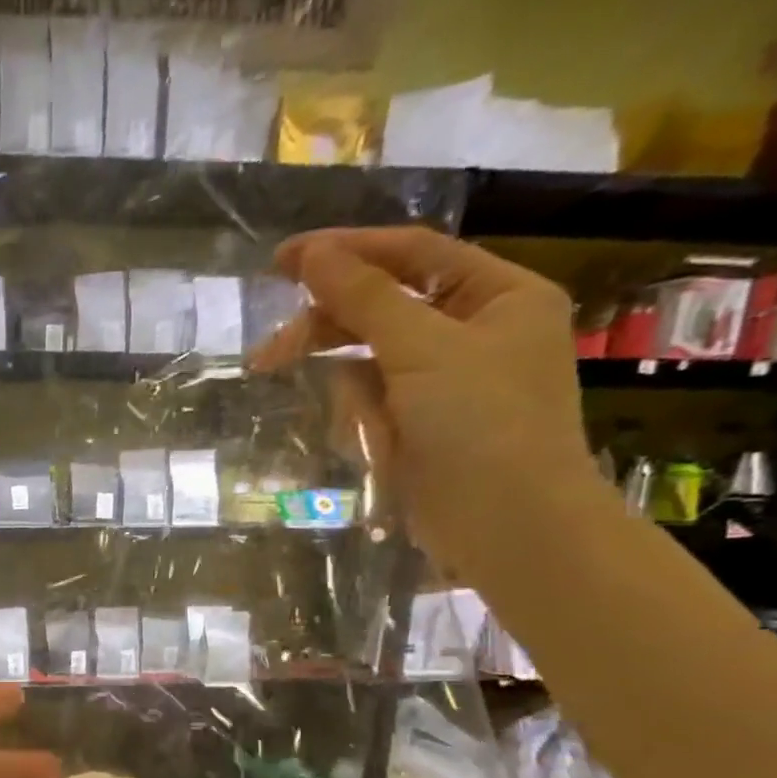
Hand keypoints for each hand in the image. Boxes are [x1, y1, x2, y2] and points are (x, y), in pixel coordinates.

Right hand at [254, 227, 595, 573]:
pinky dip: (363, 421)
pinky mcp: (420, 426)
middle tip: (269, 355)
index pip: (411, 254)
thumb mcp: (422, 348)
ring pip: (370, 363)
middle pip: (382, 309)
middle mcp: (474, 330)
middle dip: (330, 332)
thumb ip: (365, 297)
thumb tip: (312, 253)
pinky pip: (373, 404)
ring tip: (359, 425)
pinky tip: (374, 446)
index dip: (345, 251)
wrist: (506, 526)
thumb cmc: (480, 424)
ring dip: (351, 391)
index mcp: (498, 295)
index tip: (281, 260)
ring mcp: (446, 382)